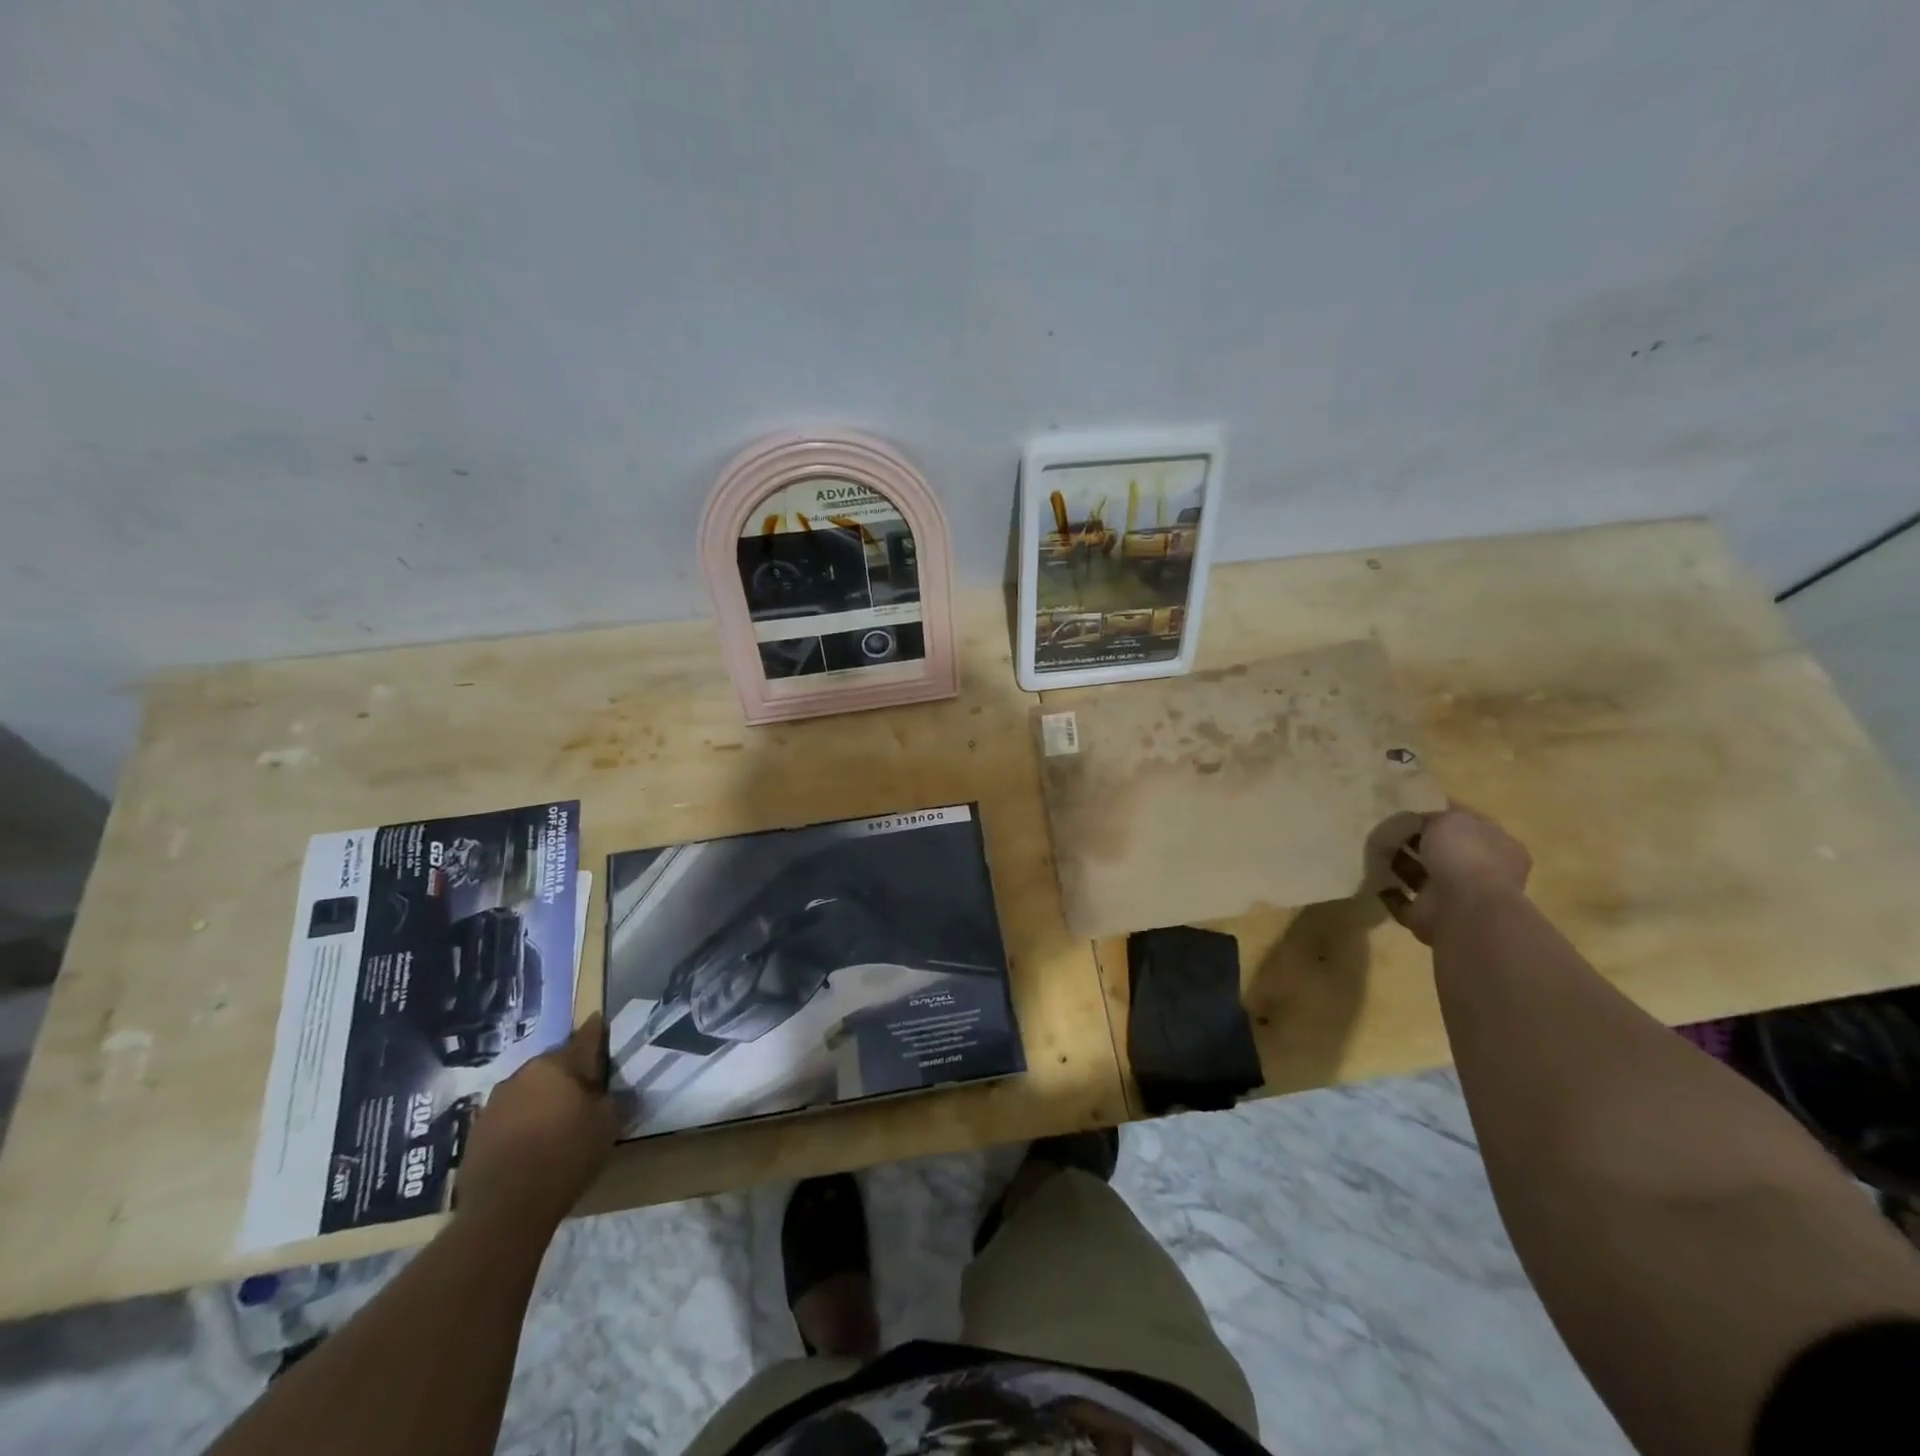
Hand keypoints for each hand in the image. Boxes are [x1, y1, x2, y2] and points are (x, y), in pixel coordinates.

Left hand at [456, 1014, 616, 1229]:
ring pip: (527, 1090)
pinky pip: (508, 1116)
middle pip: (553, 1065)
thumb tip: (611, 1091)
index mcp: (556, 1065)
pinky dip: (521, 1122)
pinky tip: (530, 1142)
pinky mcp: (476, 1132)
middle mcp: (523, 1074)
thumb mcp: (607, 1125)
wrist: (504, 1209)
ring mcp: (494, 1103)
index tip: (598, 1022)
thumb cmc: (566, 1156)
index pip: (584, 1040)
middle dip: (567, 1073)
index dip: (595, 1032)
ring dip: (541, 1097)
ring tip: (555, 1119)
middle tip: (583, 1090)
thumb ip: (612, 1100)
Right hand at [1381, 804, 1531, 944]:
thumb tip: (1420, 822)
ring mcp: (1455, 897)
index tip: (1411, 808)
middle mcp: (1481, 872)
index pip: (1467, 824)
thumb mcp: (1450, 819)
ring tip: (1373, 850)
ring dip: (1400, 864)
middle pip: (1443, 851)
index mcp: (1497, 846)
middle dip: (1416, 841)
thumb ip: (1434, 816)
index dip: (1441, 815)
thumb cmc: (1465, 855)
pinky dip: (1389, 891)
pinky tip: (1373, 878)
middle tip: (1387, 828)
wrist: (1463, 909)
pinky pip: (1404, 900)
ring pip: (1422, 875)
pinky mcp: (1430, 916)